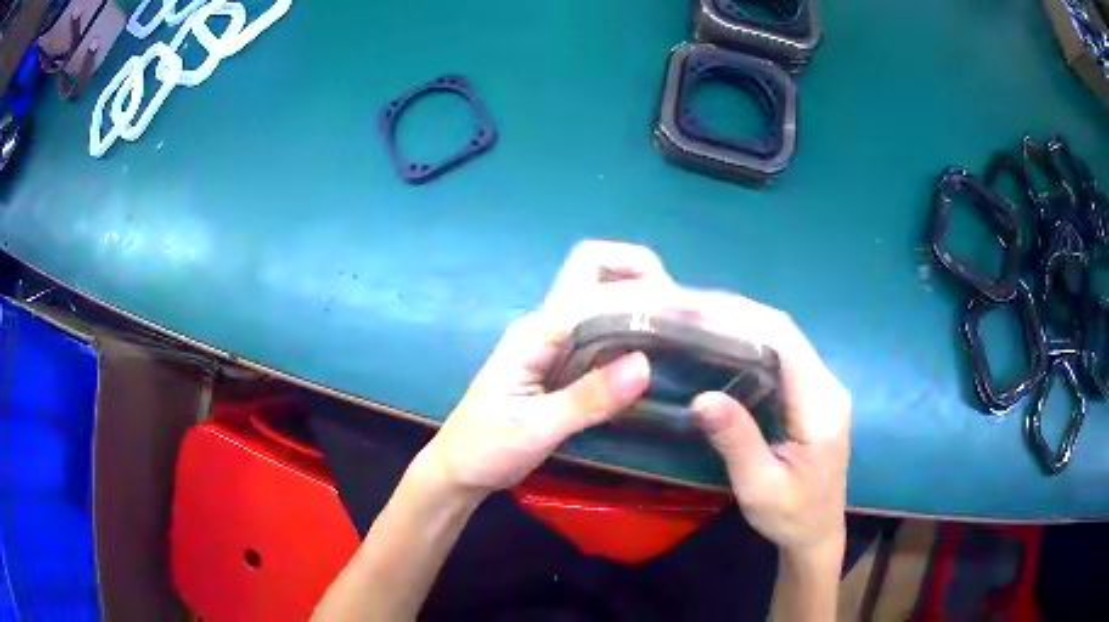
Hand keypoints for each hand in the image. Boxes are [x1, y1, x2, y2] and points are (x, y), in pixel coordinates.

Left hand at [419, 241, 674, 496]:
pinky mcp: (565, 362)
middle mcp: (548, 325)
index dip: (637, 290)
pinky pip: (604, 332)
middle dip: (639, 274)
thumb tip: (646, 363)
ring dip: (641, 299)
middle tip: (678, 311)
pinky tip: (657, 353)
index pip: (591, 287)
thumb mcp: (535, 429)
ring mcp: (556, 342)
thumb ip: (587, 398)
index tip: (679, 313)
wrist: (461, 468)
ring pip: (602, 297)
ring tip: (680, 328)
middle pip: (594, 270)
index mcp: (536, 332)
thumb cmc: (487, 448)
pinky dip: (633, 330)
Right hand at [687, 291, 850, 554]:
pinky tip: (719, 340)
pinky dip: (747, 339)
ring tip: (695, 315)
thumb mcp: (760, 487)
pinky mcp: (811, 394)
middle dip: (734, 311)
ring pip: (781, 338)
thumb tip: (702, 398)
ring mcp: (821, 388)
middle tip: (685, 305)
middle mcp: (827, 386)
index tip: (695, 307)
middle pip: (783, 331)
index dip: (740, 317)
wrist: (817, 534)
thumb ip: (737, 442)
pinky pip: (779, 355)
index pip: (784, 342)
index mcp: (821, 406)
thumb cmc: (791, 516)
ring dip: (739, 321)